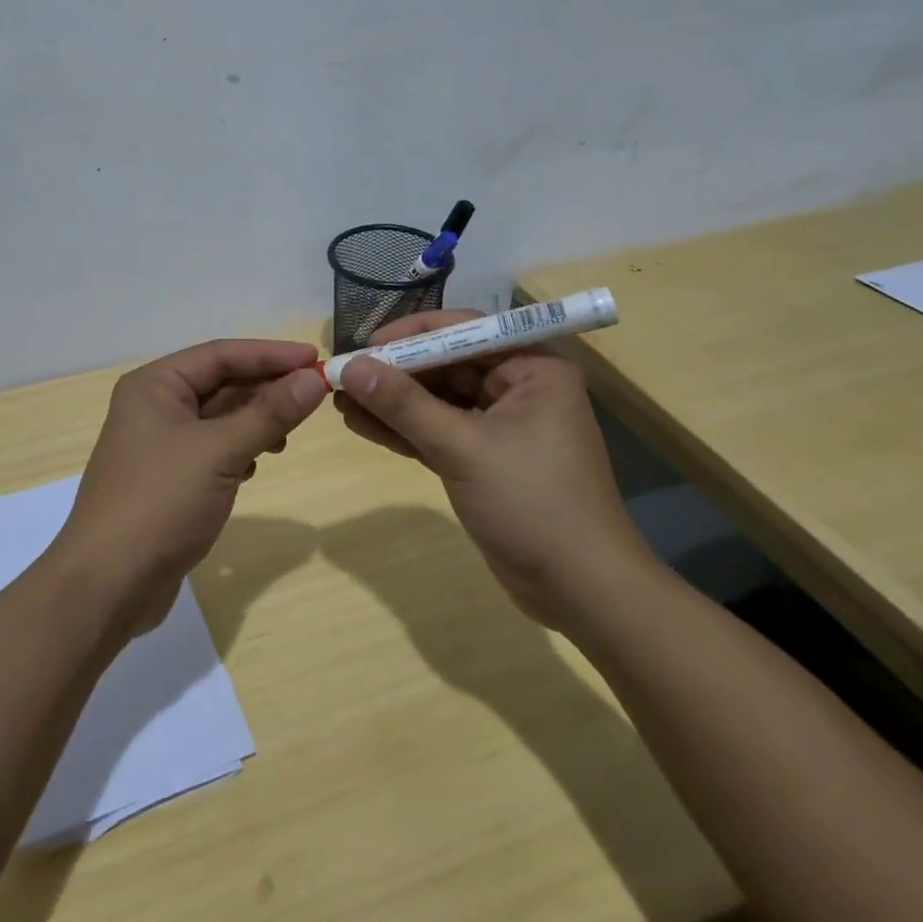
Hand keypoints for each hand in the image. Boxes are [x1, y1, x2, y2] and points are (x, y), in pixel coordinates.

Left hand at [53, 339, 328, 635]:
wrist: (108, 585)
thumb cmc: (160, 503)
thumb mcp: (219, 452)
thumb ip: (269, 413)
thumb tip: (314, 378)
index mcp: (155, 385)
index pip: (221, 354)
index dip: (270, 354)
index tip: (316, 359)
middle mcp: (154, 406)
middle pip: (220, 383)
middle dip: (265, 388)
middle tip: (313, 396)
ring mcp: (159, 445)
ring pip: (218, 418)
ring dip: (255, 421)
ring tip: (288, 436)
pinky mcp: (168, 479)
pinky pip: (212, 449)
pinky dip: (239, 450)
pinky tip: (258, 465)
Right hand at [333, 311, 656, 627]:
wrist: (582, 591)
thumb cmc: (533, 503)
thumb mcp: (463, 448)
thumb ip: (405, 405)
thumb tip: (351, 367)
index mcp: (532, 367)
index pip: (462, 331)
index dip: (409, 335)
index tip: (362, 345)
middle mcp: (519, 387)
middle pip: (446, 364)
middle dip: (394, 372)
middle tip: (343, 375)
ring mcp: (502, 425)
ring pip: (438, 400)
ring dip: (392, 402)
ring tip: (340, 400)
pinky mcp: (486, 459)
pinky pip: (439, 432)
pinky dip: (404, 430)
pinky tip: (361, 425)